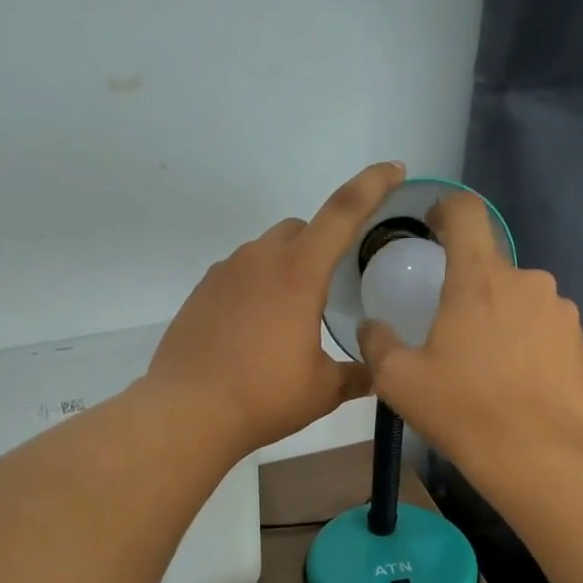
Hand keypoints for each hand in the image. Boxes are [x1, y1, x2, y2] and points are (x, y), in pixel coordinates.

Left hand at [145, 162, 405, 455]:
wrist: (189, 412)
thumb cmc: (265, 396)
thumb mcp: (323, 390)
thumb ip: (356, 375)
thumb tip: (378, 373)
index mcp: (298, 273)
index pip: (343, 212)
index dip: (372, 184)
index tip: (393, 169)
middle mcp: (259, 260)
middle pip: (299, 229)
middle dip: (321, 244)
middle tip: (330, 286)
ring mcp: (224, 273)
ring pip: (265, 251)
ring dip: (285, 269)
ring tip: (290, 317)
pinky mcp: (201, 293)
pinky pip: (238, 275)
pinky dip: (255, 289)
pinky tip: (255, 331)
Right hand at [357, 189, 582, 469]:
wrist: (534, 454)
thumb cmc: (461, 409)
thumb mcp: (398, 381)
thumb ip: (378, 344)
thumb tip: (372, 326)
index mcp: (478, 279)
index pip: (466, 213)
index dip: (447, 209)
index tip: (435, 225)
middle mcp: (527, 282)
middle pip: (490, 269)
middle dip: (470, 291)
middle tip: (453, 336)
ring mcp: (560, 312)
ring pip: (520, 302)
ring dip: (501, 320)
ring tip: (487, 368)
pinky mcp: (579, 343)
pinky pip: (544, 330)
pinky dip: (527, 345)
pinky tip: (516, 383)